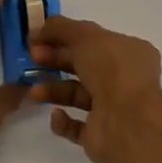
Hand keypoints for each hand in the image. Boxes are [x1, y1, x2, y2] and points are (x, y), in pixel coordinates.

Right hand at [29, 16, 161, 162]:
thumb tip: (38, 29)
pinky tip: (56, 115)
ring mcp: (114, 108)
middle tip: (32, 59)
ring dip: (53, 90)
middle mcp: (124, 79)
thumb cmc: (112, 70)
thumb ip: (60, 28)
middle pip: (83, 66)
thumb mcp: (85, 35)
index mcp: (129, 52)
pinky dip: (63, 120)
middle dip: (56, 60)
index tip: (38, 38)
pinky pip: (77, 126)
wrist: (127, 122)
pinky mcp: (101, 134)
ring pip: (77, 95)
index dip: (65, 36)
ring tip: (34, 92)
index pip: (94, 40)